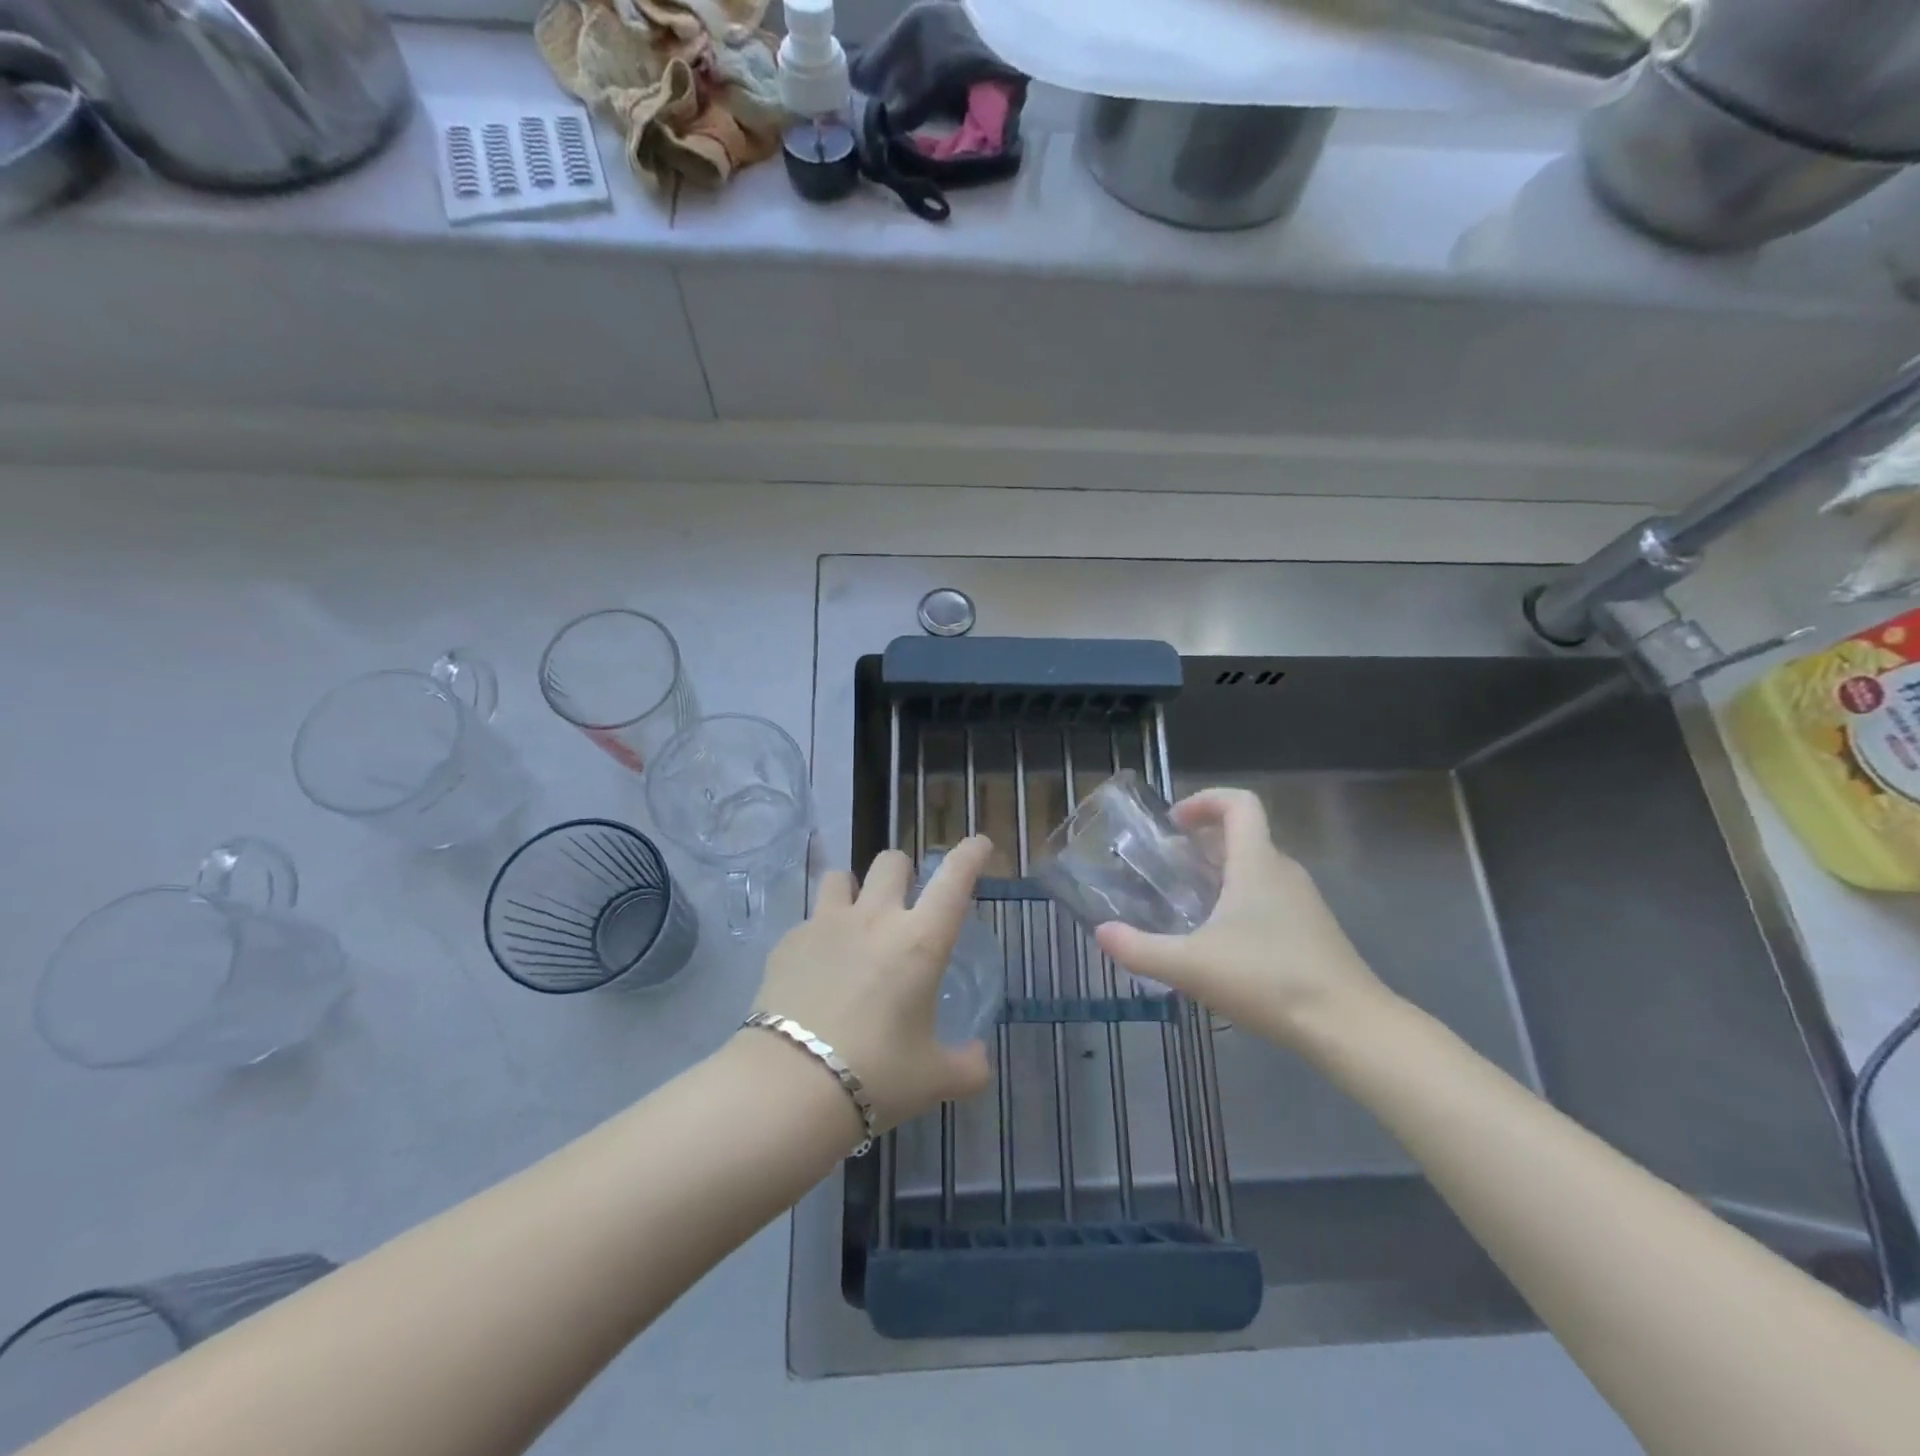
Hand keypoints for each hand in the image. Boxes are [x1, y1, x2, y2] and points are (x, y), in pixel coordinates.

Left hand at [751, 836, 994, 1130]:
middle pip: (891, 862)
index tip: (979, 843)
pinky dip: (819, 933)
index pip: (954, 880)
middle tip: (905, 903)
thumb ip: (966, 1067)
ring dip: (855, 890)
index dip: (970, 855)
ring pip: (842, 876)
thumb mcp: (932, 1079)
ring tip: (855, 922)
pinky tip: (816, 968)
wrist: (788, 1087)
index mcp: (919, 941)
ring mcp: (825, 925)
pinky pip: (809, 919)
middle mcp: (874, 919)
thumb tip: (979, 1062)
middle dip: (904, 872)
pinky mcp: (787, 942)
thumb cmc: (875, 1076)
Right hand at [1094, 788, 1387, 1046]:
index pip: (1240, 803)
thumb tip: (1101, 933)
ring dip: (1220, 872)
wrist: (1348, 1026)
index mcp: (1257, 863)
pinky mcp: (1312, 930)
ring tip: (1186, 903)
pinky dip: (1239, 900)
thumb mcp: (1191, 966)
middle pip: (1244, 834)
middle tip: (1167, 867)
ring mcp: (1303, 902)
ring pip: (1256, 868)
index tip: (1174, 823)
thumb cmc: (1268, 980)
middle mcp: (1283, 871)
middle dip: (1203, 841)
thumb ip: (1140, 949)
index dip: (1205, 800)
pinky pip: (1269, 896)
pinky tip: (1220, 941)